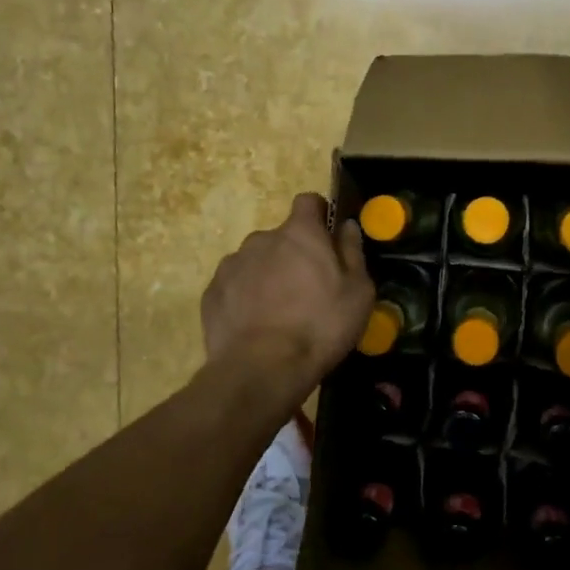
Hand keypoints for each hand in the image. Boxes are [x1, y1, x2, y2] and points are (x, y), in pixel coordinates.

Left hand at [202, 193, 374, 386]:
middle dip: (293, 255)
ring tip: (279, 312)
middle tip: (308, 290)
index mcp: (300, 233)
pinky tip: (256, 326)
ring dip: (268, 276)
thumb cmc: (320, 326)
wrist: (262, 368)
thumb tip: (347, 225)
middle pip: (281, 237)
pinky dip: (245, 298)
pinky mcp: (212, 293)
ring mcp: (232, 265)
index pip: (308, 201)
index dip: (319, 215)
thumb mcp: (358, 292)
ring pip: (256, 261)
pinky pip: (234, 286)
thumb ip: (352, 251)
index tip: (327, 238)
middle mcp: (262, 239)